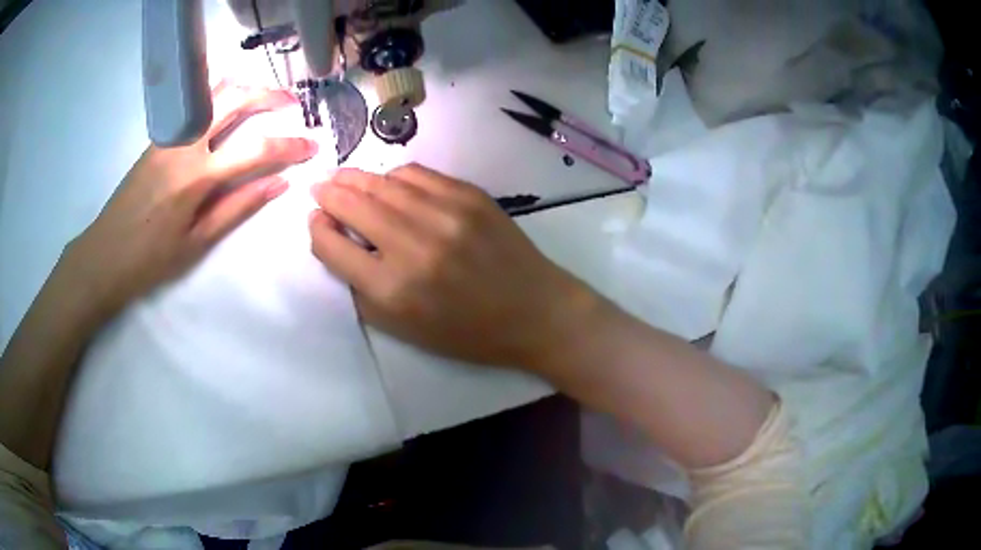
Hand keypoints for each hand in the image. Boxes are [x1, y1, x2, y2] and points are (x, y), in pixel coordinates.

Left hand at [63, 82, 317, 319]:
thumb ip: (238, 207)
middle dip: (268, 95)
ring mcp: (170, 135)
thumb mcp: (197, 241)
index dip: (288, 146)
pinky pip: (195, 104)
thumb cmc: (150, 258)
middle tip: (292, 101)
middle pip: (233, 100)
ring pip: (212, 92)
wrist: (105, 253)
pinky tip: (229, 104)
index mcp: (197, 177)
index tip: (311, 146)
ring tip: (264, 95)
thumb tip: (279, 184)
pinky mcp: (160, 136)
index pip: (254, 150)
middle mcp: (185, 144)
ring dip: (243, 87)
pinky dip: (219, 95)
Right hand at [308, 164, 605, 371]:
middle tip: (320, 189)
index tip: (317, 222)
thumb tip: (335, 242)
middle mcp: (413, 246)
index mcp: (393, 289)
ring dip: (356, 179)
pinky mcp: (469, 196)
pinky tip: (390, 185)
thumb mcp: (403, 329)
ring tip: (344, 179)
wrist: (533, 311)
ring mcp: (444, 214)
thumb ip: (361, 289)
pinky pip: (417, 174)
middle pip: (351, 204)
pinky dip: (395, 177)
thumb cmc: (466, 332)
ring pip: (382, 182)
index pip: (332, 246)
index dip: (317, 230)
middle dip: (328, 194)